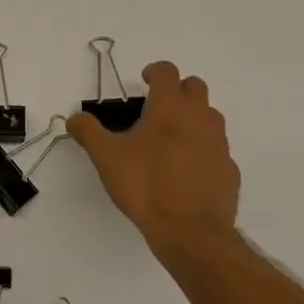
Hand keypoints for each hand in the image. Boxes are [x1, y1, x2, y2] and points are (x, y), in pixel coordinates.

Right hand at [68, 61, 240, 257]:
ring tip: (171, 139)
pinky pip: (217, 149)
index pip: (167, 72)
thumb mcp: (106, 157)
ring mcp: (219, 143)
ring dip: (193, 117)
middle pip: (195, 87)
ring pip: (210, 116)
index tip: (145, 81)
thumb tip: (74, 118)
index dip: (155, 71)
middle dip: (178, 90)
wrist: (191, 231)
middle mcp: (199, 117)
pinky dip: (203, 150)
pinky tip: (187, 170)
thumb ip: (89, 132)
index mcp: (170, 107)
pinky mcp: (229, 169)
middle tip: (158, 107)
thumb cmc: (145, 185)